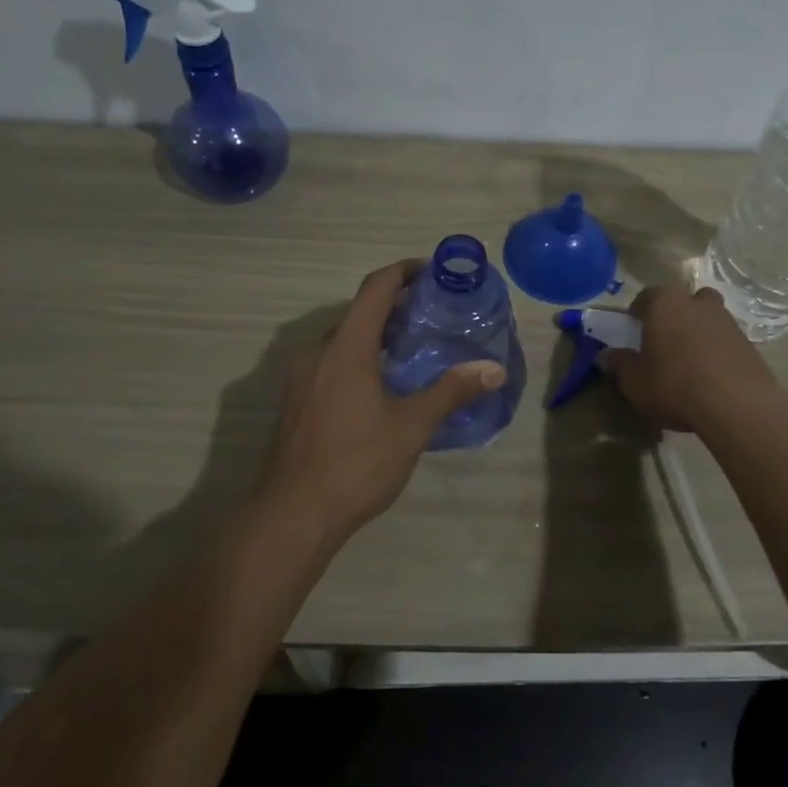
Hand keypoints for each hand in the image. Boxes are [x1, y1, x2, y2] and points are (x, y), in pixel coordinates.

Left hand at [255, 260, 506, 541]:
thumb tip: (494, 369)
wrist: (293, 514)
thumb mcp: (411, 426)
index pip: (376, 288)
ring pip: (344, 340)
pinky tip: (383, 387)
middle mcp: (318, 351)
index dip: (404, 271)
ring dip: (377, 337)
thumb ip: (451, 391)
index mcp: (346, 346)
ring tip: (414, 352)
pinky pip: (332, 363)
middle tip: (434, 319)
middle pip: (359, 313)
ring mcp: (302, 376)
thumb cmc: (356, 463)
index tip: (433, 272)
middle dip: (396, 308)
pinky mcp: (296, 400)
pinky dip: (359, 359)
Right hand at [600, 285, 778, 433]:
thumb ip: (619, 364)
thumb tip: (605, 355)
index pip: (646, 296)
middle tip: (664, 340)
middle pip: (682, 301)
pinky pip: (724, 338)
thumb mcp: (635, 382)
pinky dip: (716, 349)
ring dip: (697, 330)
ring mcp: (727, 320)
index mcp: (665, 304)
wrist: (737, 405)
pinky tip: (710, 374)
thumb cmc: (675, 385)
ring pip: (707, 316)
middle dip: (673, 315)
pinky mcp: (748, 342)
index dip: (637, 312)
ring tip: (689, 359)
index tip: (633, 330)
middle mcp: (697, 303)